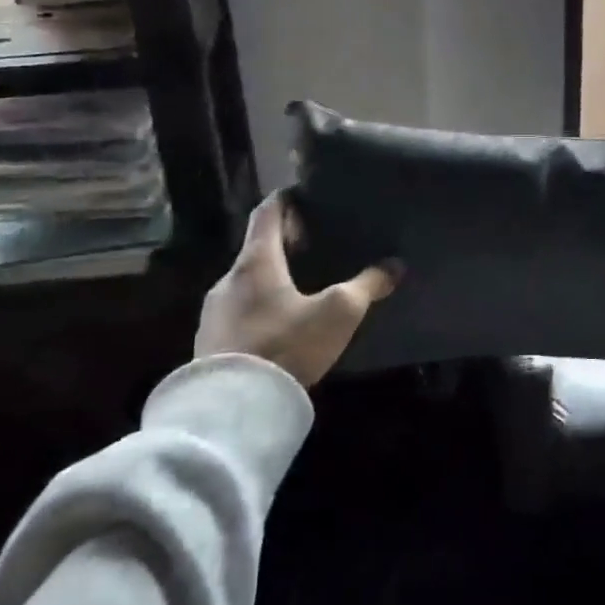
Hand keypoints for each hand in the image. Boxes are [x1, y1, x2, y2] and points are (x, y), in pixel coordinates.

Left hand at [194, 191, 399, 387]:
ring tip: (302, 289)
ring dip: (272, 279)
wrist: (233, 409)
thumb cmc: (287, 344)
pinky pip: (238, 312)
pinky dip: (260, 307)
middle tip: (316, 246)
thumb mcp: (338, 313)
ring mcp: (214, 312)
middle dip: (286, 244)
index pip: (268, 212)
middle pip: (258, 248)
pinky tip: (281, 327)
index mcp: (256, 261)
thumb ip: (367, 286)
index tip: (306, 195)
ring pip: (247, 282)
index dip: (287, 199)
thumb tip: (394, 266)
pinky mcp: (210, 343)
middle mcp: (228, 279)